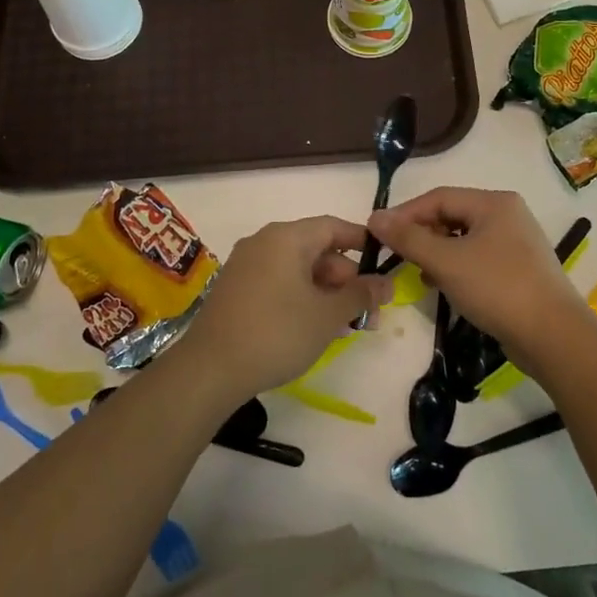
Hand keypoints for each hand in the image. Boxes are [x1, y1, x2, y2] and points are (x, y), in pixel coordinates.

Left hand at [176, 216, 389, 400]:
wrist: (210, 369)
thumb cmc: (277, 333)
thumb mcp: (327, 315)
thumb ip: (360, 295)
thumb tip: (386, 283)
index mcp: (286, 237)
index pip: (333, 227)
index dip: (362, 242)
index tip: (384, 264)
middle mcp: (264, 242)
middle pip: (316, 250)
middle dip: (346, 279)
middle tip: (368, 312)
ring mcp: (246, 265)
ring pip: (298, 270)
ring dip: (326, 293)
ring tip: (347, 326)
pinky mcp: (236, 289)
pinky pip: (279, 282)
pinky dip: (302, 298)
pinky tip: (315, 328)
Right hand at [367, 188, 588, 370]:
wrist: (553, 336)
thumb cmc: (497, 288)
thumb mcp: (446, 262)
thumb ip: (409, 238)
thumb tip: (375, 217)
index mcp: (494, 203)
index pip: (439, 198)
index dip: (405, 214)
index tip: (378, 234)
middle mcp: (507, 215)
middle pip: (452, 215)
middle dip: (422, 234)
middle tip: (398, 256)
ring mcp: (516, 242)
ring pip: (464, 238)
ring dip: (437, 253)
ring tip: (420, 273)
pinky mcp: (519, 268)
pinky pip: (478, 257)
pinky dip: (457, 267)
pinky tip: (445, 286)